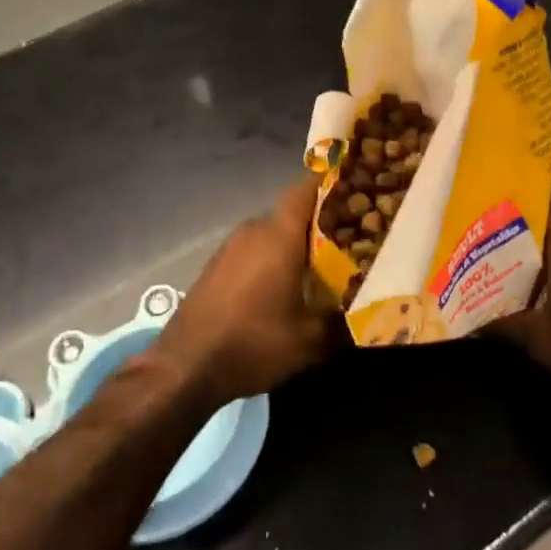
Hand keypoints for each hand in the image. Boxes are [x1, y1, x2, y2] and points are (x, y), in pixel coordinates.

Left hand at [157, 177, 336, 404]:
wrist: (185, 367)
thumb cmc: (252, 343)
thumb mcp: (309, 341)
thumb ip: (341, 321)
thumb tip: (365, 314)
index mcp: (279, 235)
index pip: (306, 188)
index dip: (330, 182)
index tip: (356, 188)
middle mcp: (254, 230)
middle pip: (293, 213)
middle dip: (321, 223)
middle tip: (350, 240)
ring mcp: (231, 247)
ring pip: (273, 233)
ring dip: (295, 244)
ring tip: (321, 267)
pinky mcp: (217, 266)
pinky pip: (254, 250)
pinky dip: (273, 259)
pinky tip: (284, 286)